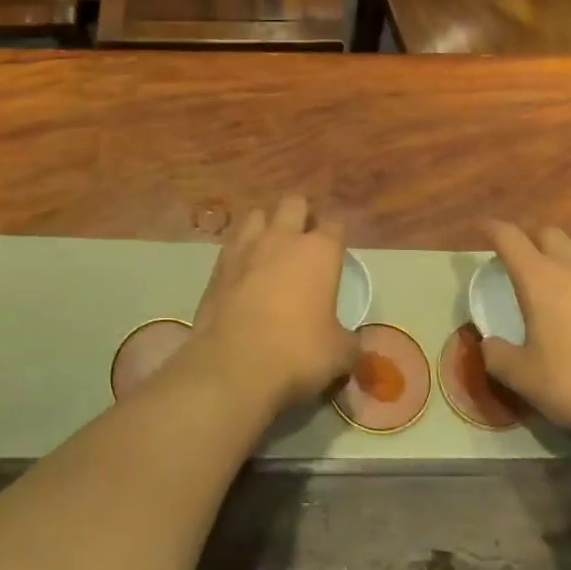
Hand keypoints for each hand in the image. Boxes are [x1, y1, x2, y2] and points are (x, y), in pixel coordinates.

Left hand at [184, 195, 357, 413]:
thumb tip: (351, 342)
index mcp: (319, 251)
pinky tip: (244, 269)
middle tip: (304, 240)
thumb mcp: (339, 354)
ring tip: (270, 247)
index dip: (337, 237)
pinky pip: (233, 242)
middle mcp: (283, 238)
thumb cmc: (298, 352)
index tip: (336, 253)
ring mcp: (246, 247)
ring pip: (258, 214)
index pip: (335, 226)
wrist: (234, 365)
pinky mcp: (218, 265)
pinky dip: (241, 249)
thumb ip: (349, 340)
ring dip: (267, 225)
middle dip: (302, 215)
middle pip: (295, 204)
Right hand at [479, 221, 570, 458]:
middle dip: (532, 240)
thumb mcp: (522, 378)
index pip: (509, 238)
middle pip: (549, 234)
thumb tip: (488, 344)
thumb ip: (497, 356)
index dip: (492, 228)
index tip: (481, 228)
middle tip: (523, 261)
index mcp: (539, 279)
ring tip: (567, 286)